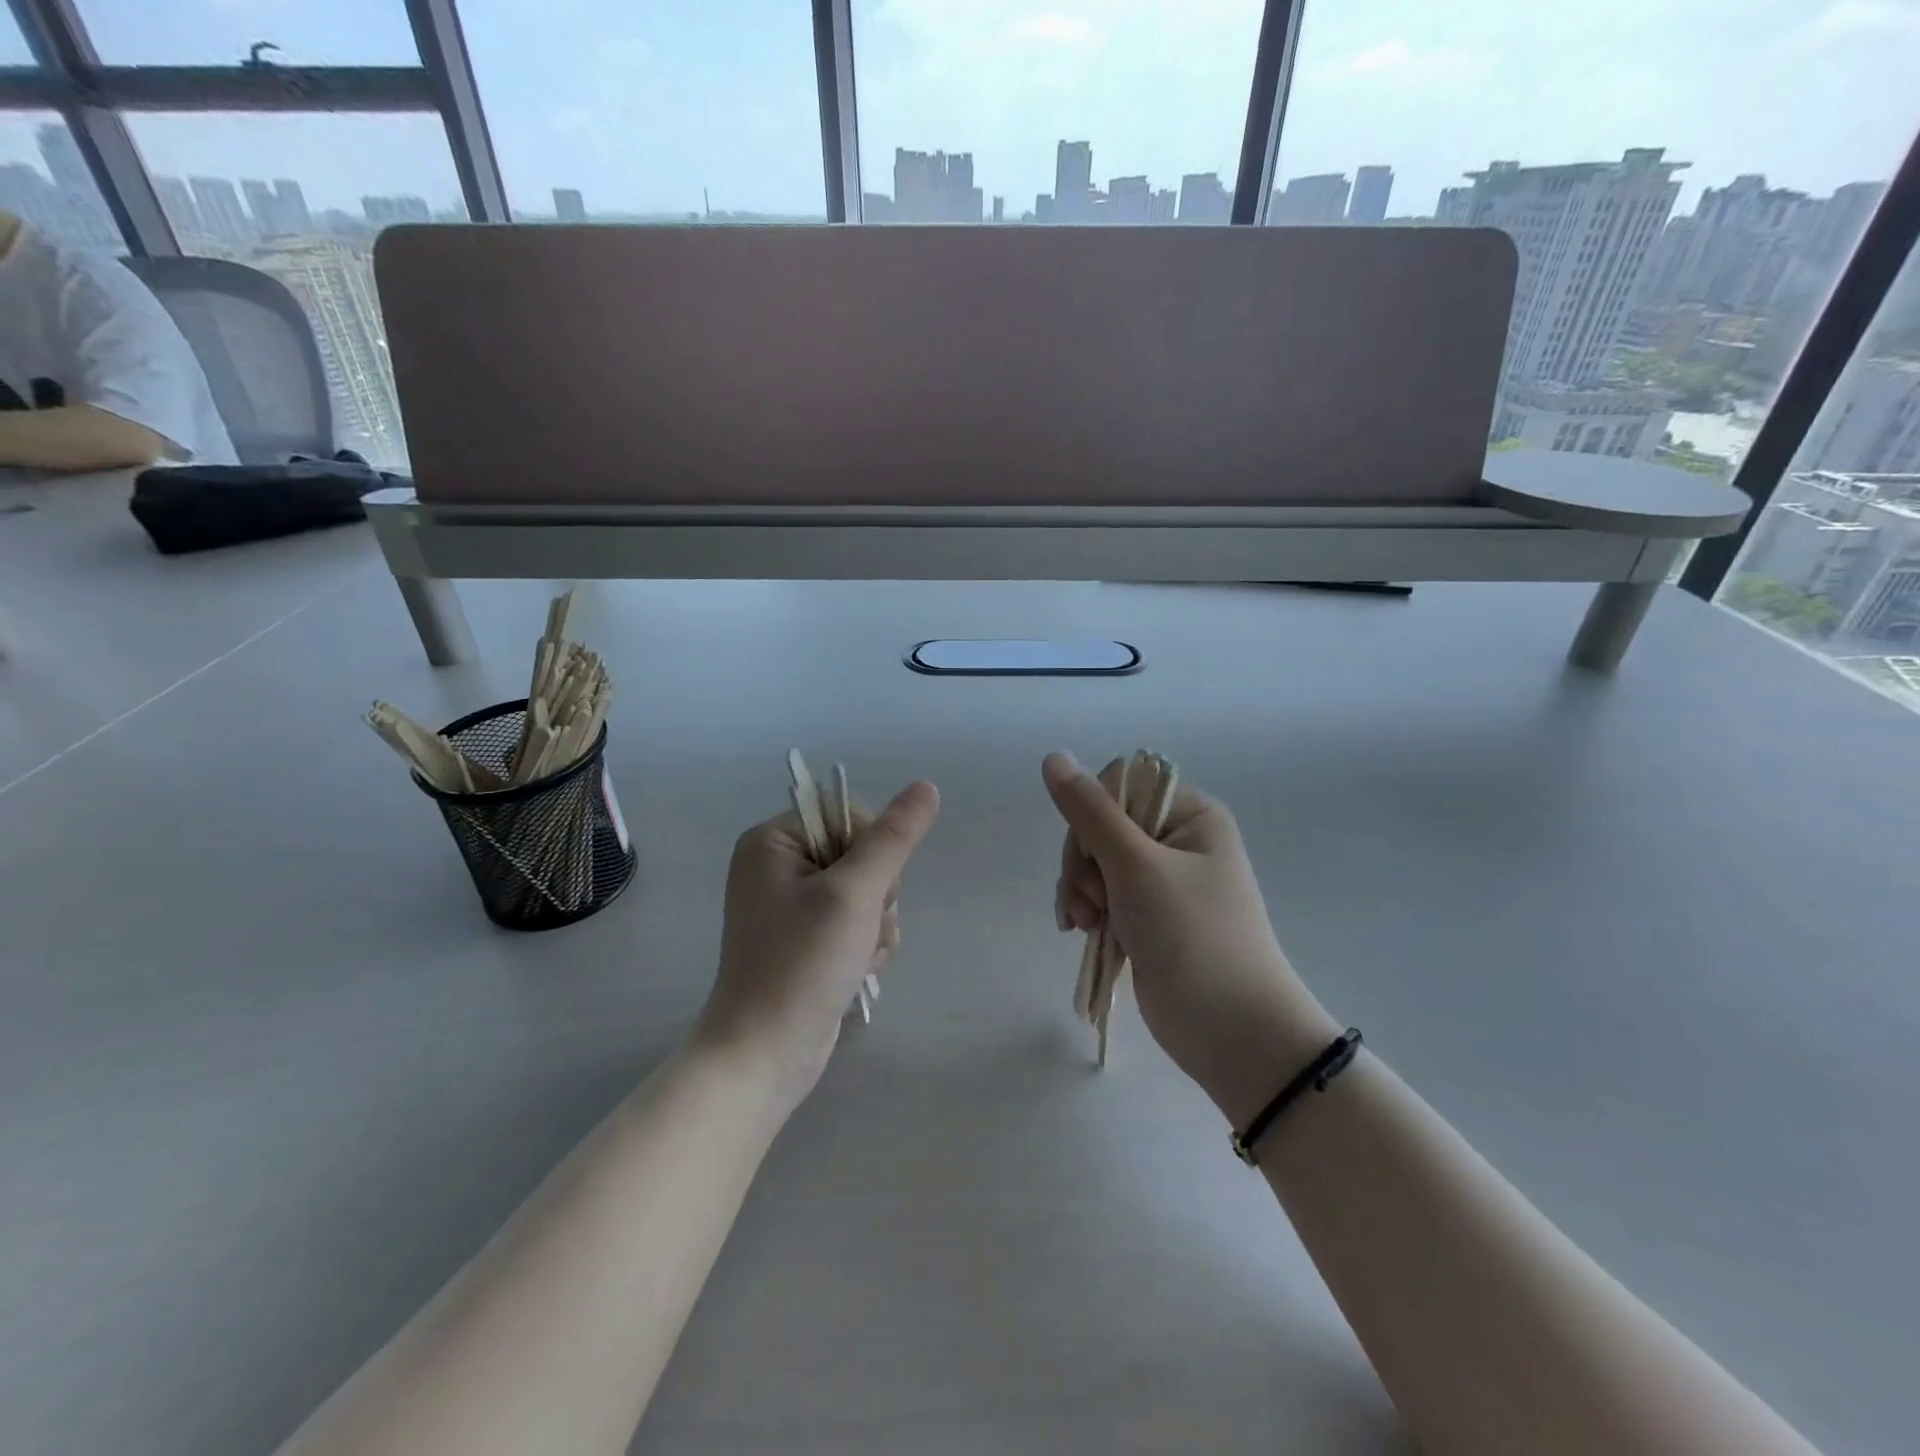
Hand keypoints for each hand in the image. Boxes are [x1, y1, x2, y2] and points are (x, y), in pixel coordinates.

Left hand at [694, 780, 940, 1109]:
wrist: (765, 1055)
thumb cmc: (802, 965)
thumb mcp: (854, 894)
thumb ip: (893, 838)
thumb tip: (927, 786)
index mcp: (773, 841)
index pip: (847, 813)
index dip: (873, 847)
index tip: (868, 888)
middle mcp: (778, 866)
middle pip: (860, 852)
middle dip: (877, 893)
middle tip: (861, 927)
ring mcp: (791, 904)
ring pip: (867, 889)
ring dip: (877, 922)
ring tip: (859, 955)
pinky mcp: (806, 937)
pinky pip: (856, 919)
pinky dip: (867, 942)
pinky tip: (859, 968)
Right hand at [1043, 753, 1339, 1125]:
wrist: (1233, 1033)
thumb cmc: (1193, 938)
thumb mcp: (1137, 867)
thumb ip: (1091, 813)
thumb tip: (1054, 757)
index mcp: (1191, 816)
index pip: (1119, 787)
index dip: (1093, 817)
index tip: (1092, 857)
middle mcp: (1178, 841)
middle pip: (1101, 825)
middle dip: (1084, 863)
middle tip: (1091, 902)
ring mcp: (1162, 881)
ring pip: (1095, 863)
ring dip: (1081, 890)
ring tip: (1087, 925)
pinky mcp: (1148, 916)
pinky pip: (1102, 894)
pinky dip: (1087, 910)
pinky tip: (1083, 932)